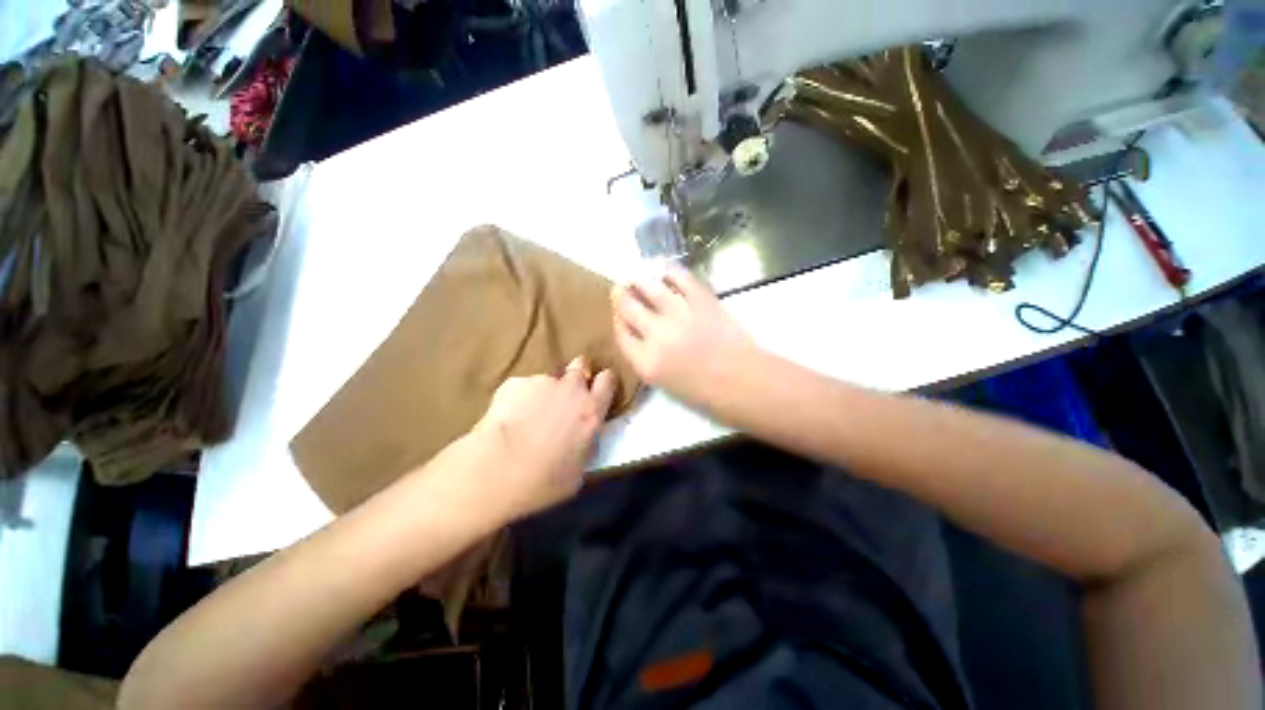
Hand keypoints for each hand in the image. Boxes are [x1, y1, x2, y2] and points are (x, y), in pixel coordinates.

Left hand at [469, 357, 616, 520]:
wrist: (497, 471)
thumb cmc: (543, 481)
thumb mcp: (579, 471)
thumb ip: (587, 444)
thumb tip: (585, 437)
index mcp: (591, 410)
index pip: (608, 379)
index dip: (605, 381)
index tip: (599, 388)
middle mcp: (571, 388)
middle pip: (581, 364)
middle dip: (578, 373)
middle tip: (569, 391)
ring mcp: (542, 382)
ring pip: (550, 376)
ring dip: (547, 389)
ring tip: (531, 411)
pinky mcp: (515, 383)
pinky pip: (524, 385)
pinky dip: (520, 396)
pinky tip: (508, 415)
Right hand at [611, 264, 758, 407]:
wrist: (744, 381)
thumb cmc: (706, 393)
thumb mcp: (665, 384)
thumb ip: (646, 359)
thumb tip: (639, 335)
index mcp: (646, 362)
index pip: (620, 333)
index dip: (618, 320)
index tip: (620, 314)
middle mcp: (656, 335)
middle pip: (628, 307)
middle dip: (621, 296)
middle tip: (622, 288)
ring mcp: (679, 314)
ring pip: (648, 286)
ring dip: (638, 278)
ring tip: (637, 276)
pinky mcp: (701, 300)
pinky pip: (680, 278)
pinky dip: (670, 271)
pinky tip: (665, 271)